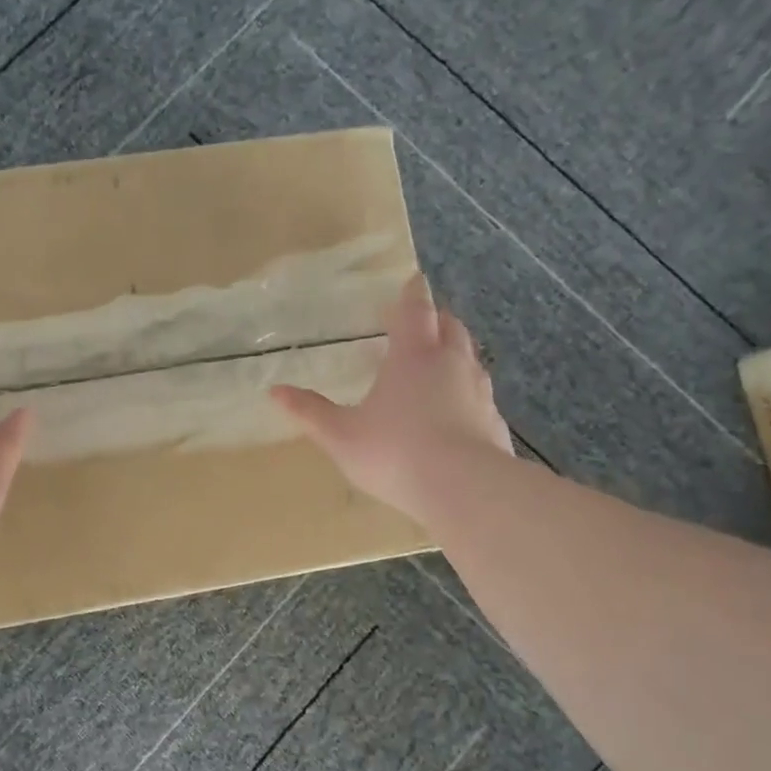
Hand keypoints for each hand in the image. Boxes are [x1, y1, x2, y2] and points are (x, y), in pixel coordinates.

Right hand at [271, 275, 512, 523]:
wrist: (464, 490)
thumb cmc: (394, 453)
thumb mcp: (341, 435)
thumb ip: (310, 412)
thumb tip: (275, 390)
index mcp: (413, 356)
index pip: (415, 310)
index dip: (412, 294)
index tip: (413, 281)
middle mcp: (451, 364)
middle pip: (449, 327)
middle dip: (436, 319)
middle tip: (423, 322)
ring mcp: (479, 392)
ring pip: (470, 359)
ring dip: (455, 353)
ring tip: (438, 365)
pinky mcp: (494, 422)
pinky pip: (481, 396)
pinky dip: (467, 393)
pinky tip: (457, 414)